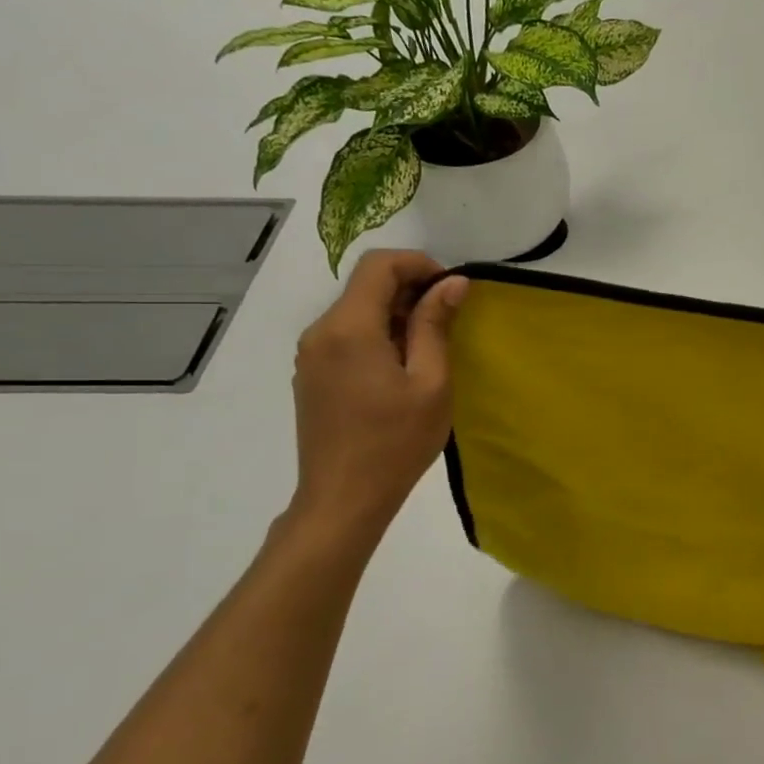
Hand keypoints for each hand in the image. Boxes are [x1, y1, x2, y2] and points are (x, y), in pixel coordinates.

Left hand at [288, 250, 468, 536]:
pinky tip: (399, 371)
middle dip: (410, 291)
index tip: (451, 289)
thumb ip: (436, 325)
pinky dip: (377, 336)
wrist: (343, 498)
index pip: (379, 265)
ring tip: (428, 351)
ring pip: (356, 311)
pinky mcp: (311, 375)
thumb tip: (452, 283)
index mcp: (349, 328)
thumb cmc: (396, 441)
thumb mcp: (430, 382)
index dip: (419, 264)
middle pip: (365, 286)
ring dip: (395, 315)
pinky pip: (346, 336)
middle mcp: (321, 331)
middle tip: (448, 322)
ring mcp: (310, 354)